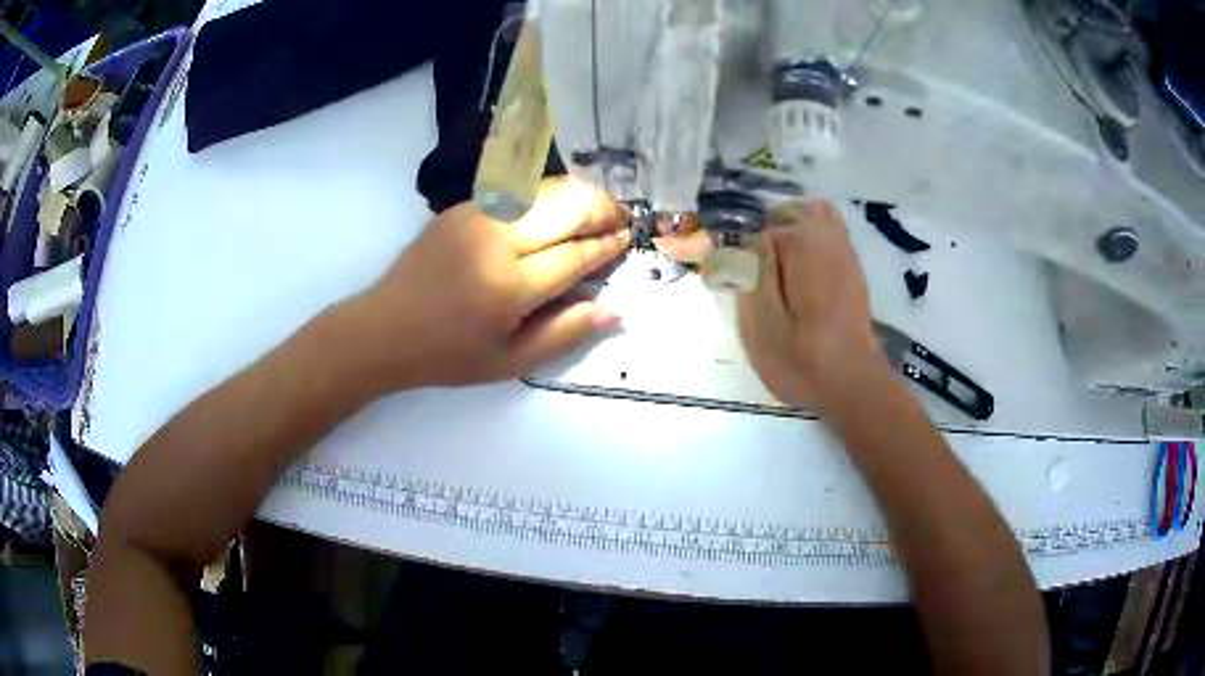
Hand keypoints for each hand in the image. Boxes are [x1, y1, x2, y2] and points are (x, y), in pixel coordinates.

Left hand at [352, 178, 629, 389]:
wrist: (384, 328)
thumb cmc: (448, 354)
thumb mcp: (510, 362)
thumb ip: (566, 333)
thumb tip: (615, 310)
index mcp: (510, 286)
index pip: (576, 254)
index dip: (607, 245)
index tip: (628, 240)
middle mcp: (497, 240)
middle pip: (567, 208)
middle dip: (602, 210)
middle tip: (620, 220)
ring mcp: (477, 216)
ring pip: (545, 189)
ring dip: (578, 195)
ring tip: (597, 209)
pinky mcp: (462, 207)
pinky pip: (517, 190)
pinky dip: (547, 194)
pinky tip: (556, 208)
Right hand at [737, 200, 890, 412]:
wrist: (853, 385)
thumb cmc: (802, 362)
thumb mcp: (762, 326)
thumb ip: (750, 274)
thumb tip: (742, 239)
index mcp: (800, 245)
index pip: (758, 226)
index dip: (739, 247)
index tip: (729, 273)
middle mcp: (825, 236)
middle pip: (787, 211)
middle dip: (765, 229)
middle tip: (749, 266)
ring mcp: (844, 249)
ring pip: (813, 213)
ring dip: (789, 226)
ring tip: (773, 260)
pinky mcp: (852, 266)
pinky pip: (831, 228)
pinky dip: (812, 232)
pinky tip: (800, 263)